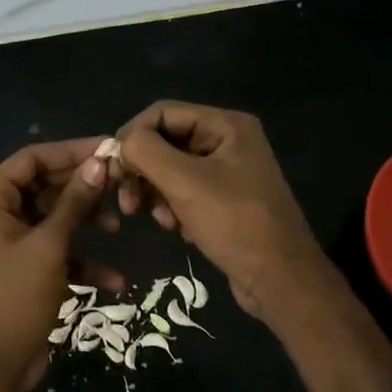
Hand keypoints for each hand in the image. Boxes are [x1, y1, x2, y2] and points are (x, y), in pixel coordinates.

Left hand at [0, 137, 120, 390]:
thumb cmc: (16, 297)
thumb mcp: (50, 245)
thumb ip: (75, 201)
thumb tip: (101, 161)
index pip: (32, 159)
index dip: (72, 151)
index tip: (110, 149)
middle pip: (45, 185)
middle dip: (83, 188)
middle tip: (122, 184)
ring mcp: (11, 241)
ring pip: (55, 216)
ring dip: (86, 221)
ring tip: (117, 225)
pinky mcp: (26, 266)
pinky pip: (57, 249)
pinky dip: (82, 259)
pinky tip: (116, 279)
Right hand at [112, 101, 324, 318]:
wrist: (279, 278)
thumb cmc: (234, 223)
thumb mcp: (185, 183)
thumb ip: (146, 152)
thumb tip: (121, 143)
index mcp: (226, 125)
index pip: (162, 113)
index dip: (132, 135)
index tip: (112, 169)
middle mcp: (228, 141)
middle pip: (166, 141)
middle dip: (143, 170)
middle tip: (127, 203)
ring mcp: (228, 171)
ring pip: (171, 169)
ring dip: (155, 192)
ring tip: (157, 220)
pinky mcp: (224, 200)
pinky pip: (185, 191)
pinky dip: (172, 206)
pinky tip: (175, 228)